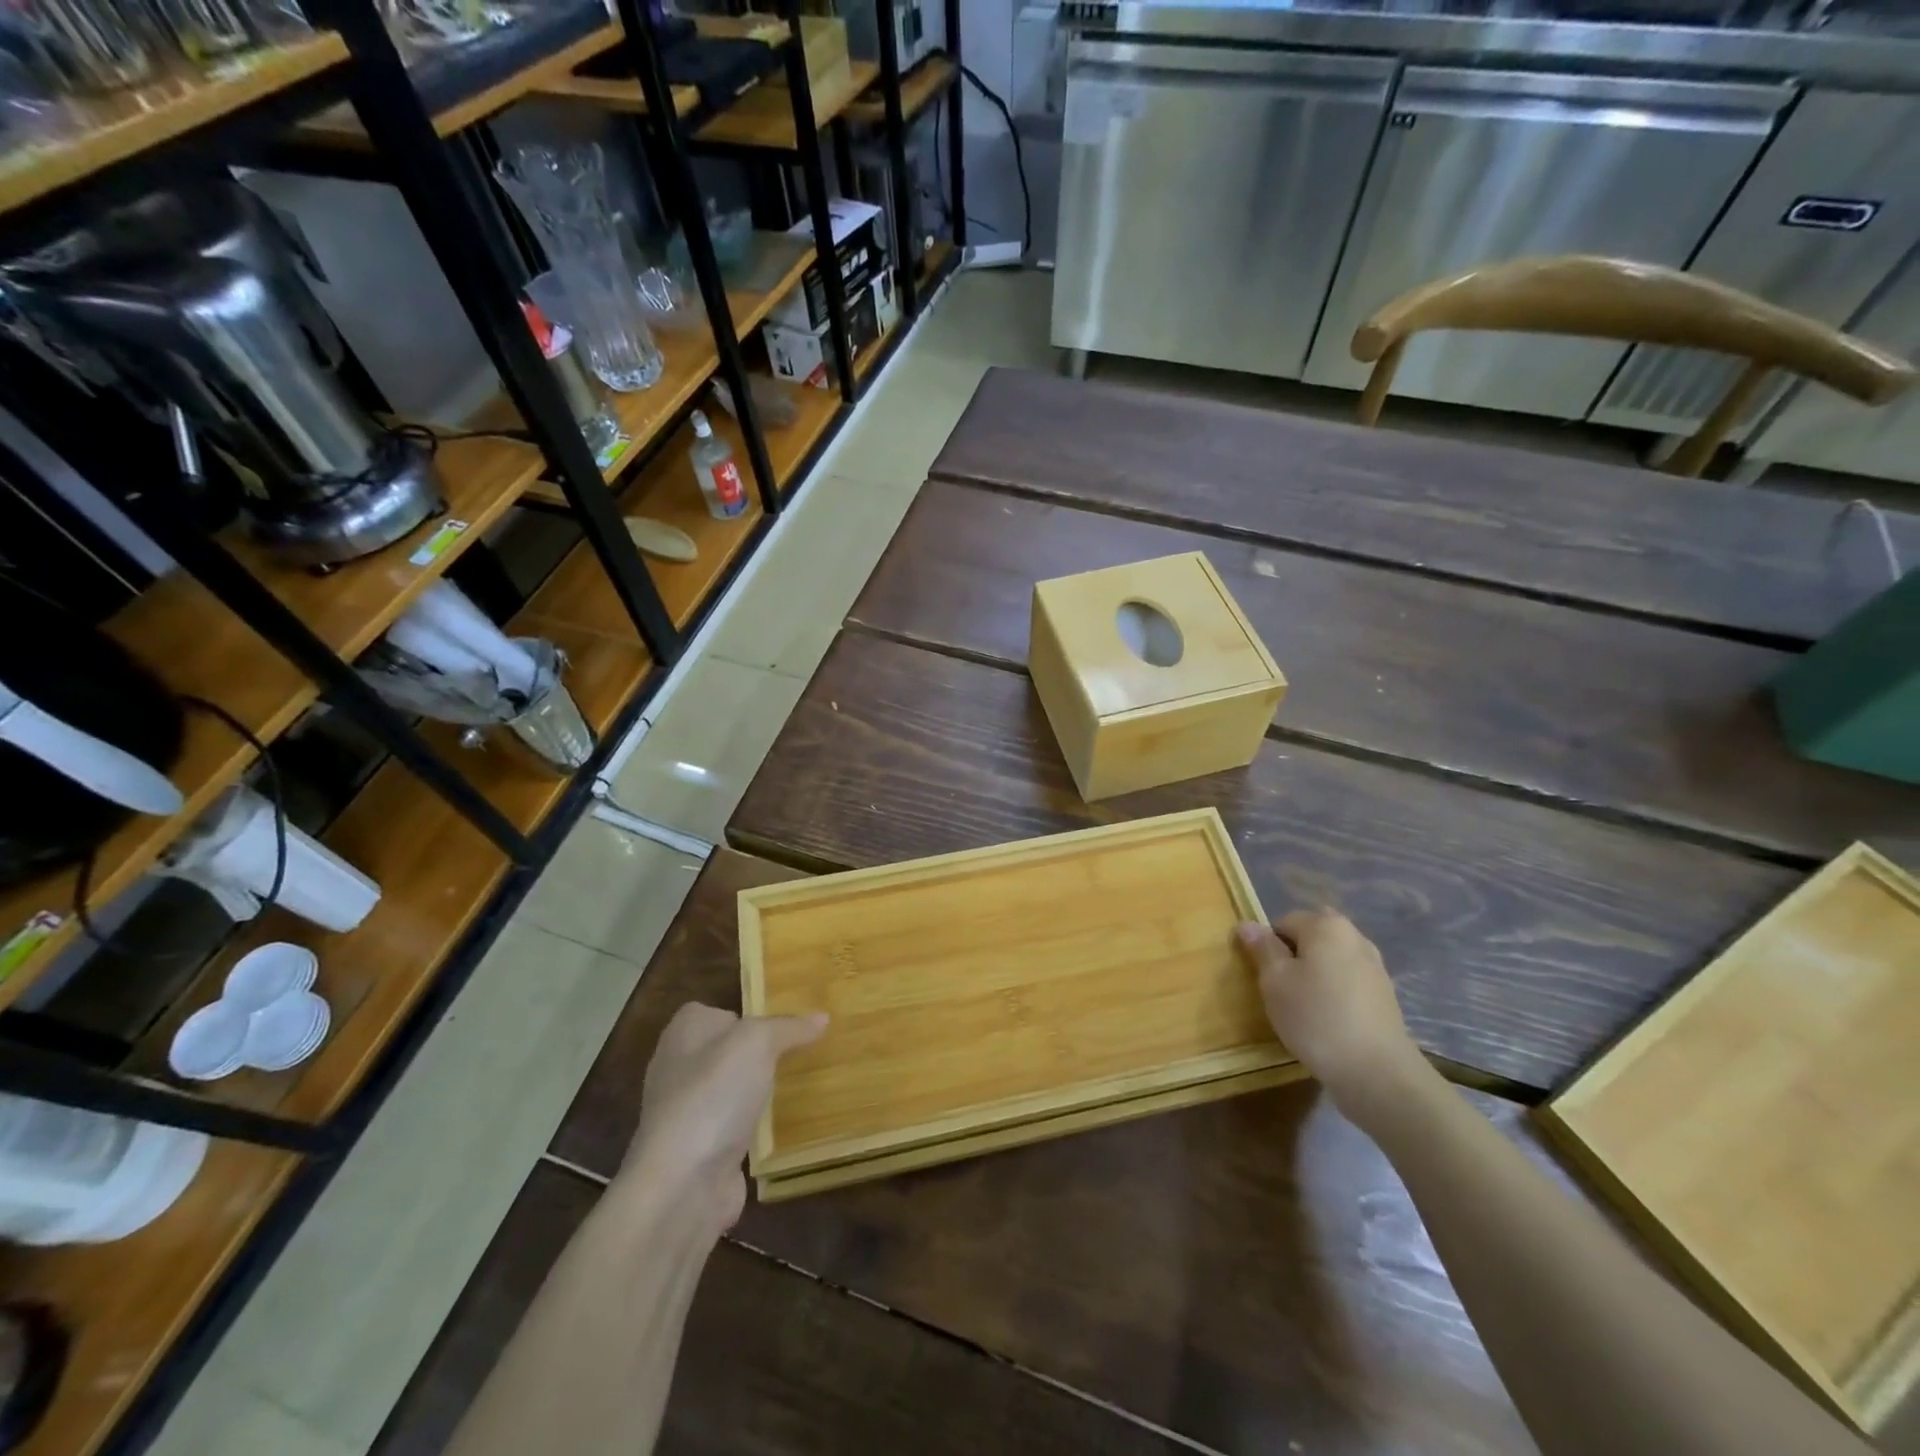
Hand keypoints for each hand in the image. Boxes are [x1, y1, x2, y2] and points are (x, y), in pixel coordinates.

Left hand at [623, 1002, 826, 1231]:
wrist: (683, 1183)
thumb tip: (821, 1017)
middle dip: (762, 1053)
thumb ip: (789, 1027)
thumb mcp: (758, 1042)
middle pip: (729, 1050)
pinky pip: (738, 1126)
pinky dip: (758, 1127)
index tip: (787, 1021)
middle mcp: (679, 1068)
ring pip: (734, 1089)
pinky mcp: (702, 1150)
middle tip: (804, 1050)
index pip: (719, 1011)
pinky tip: (787, 1125)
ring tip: (804, 1083)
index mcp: (684, 1032)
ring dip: (761, 1091)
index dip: (750, 1014)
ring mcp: (688, 1112)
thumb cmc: (714, 1093)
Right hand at [1235, 910, 1425, 1117]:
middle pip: (1311, 936)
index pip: (1283, 922)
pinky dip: (1334, 992)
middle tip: (1282, 987)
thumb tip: (1247, 924)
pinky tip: (1327, 1020)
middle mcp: (1355, 937)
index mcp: (1326, 926)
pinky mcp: (1384, 995)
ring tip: (1303, 1007)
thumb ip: (1262, 948)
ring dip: (1314, 974)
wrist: (1377, 1072)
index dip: (1268, 947)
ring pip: (1331, 959)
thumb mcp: (1275, 981)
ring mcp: (1375, 966)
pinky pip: (1348, 980)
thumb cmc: (1316, 1017)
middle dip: (1294, 955)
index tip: (1264, 977)